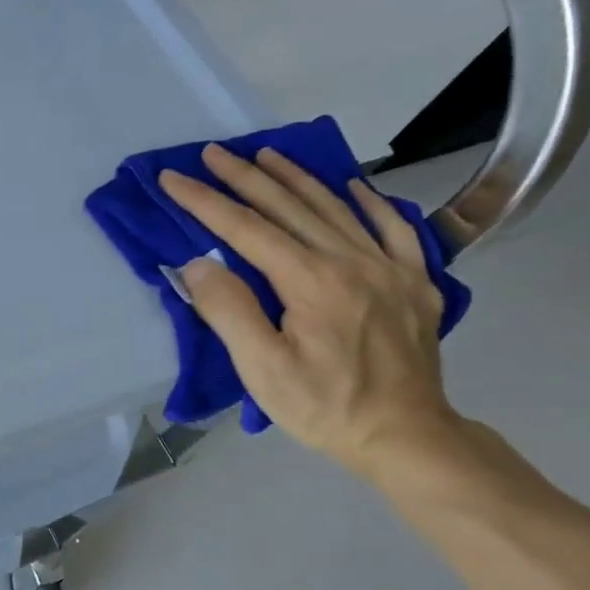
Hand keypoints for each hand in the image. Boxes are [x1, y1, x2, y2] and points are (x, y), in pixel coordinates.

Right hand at [158, 144, 459, 476]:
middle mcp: (352, 261)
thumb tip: (199, 263)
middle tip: (213, 153)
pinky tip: (352, 187)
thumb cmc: (323, 407)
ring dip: (297, 179)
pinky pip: (394, 228)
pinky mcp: (415, 283)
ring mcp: (391, 268)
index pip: (247, 230)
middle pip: (290, 208)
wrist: (405, 436)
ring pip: (336, 209)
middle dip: (245, 177)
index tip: (174, 178)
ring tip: (266, 155)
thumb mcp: (262, 370)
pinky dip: (369, 202)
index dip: (206, 202)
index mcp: (312, 281)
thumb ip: (229, 311)